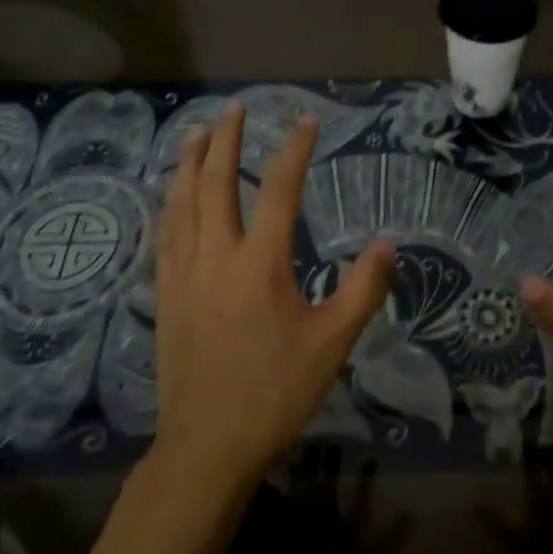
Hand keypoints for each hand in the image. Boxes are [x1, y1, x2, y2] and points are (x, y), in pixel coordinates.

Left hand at [154, 103, 393, 489]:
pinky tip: (173, 196)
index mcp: (259, 264)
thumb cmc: (275, 393)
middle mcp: (215, 256)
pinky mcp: (164, 294)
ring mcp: (183, 274)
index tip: (306, 121)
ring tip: (197, 132)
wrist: (207, 445)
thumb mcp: (332, 344)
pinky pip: (165, 234)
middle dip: (227, 140)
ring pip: (181, 203)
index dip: (294, 151)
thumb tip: (389, 244)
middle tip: (236, 108)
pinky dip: (171, 203)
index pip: (280, 191)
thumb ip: (362, 290)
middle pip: (216, 184)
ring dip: (190, 163)